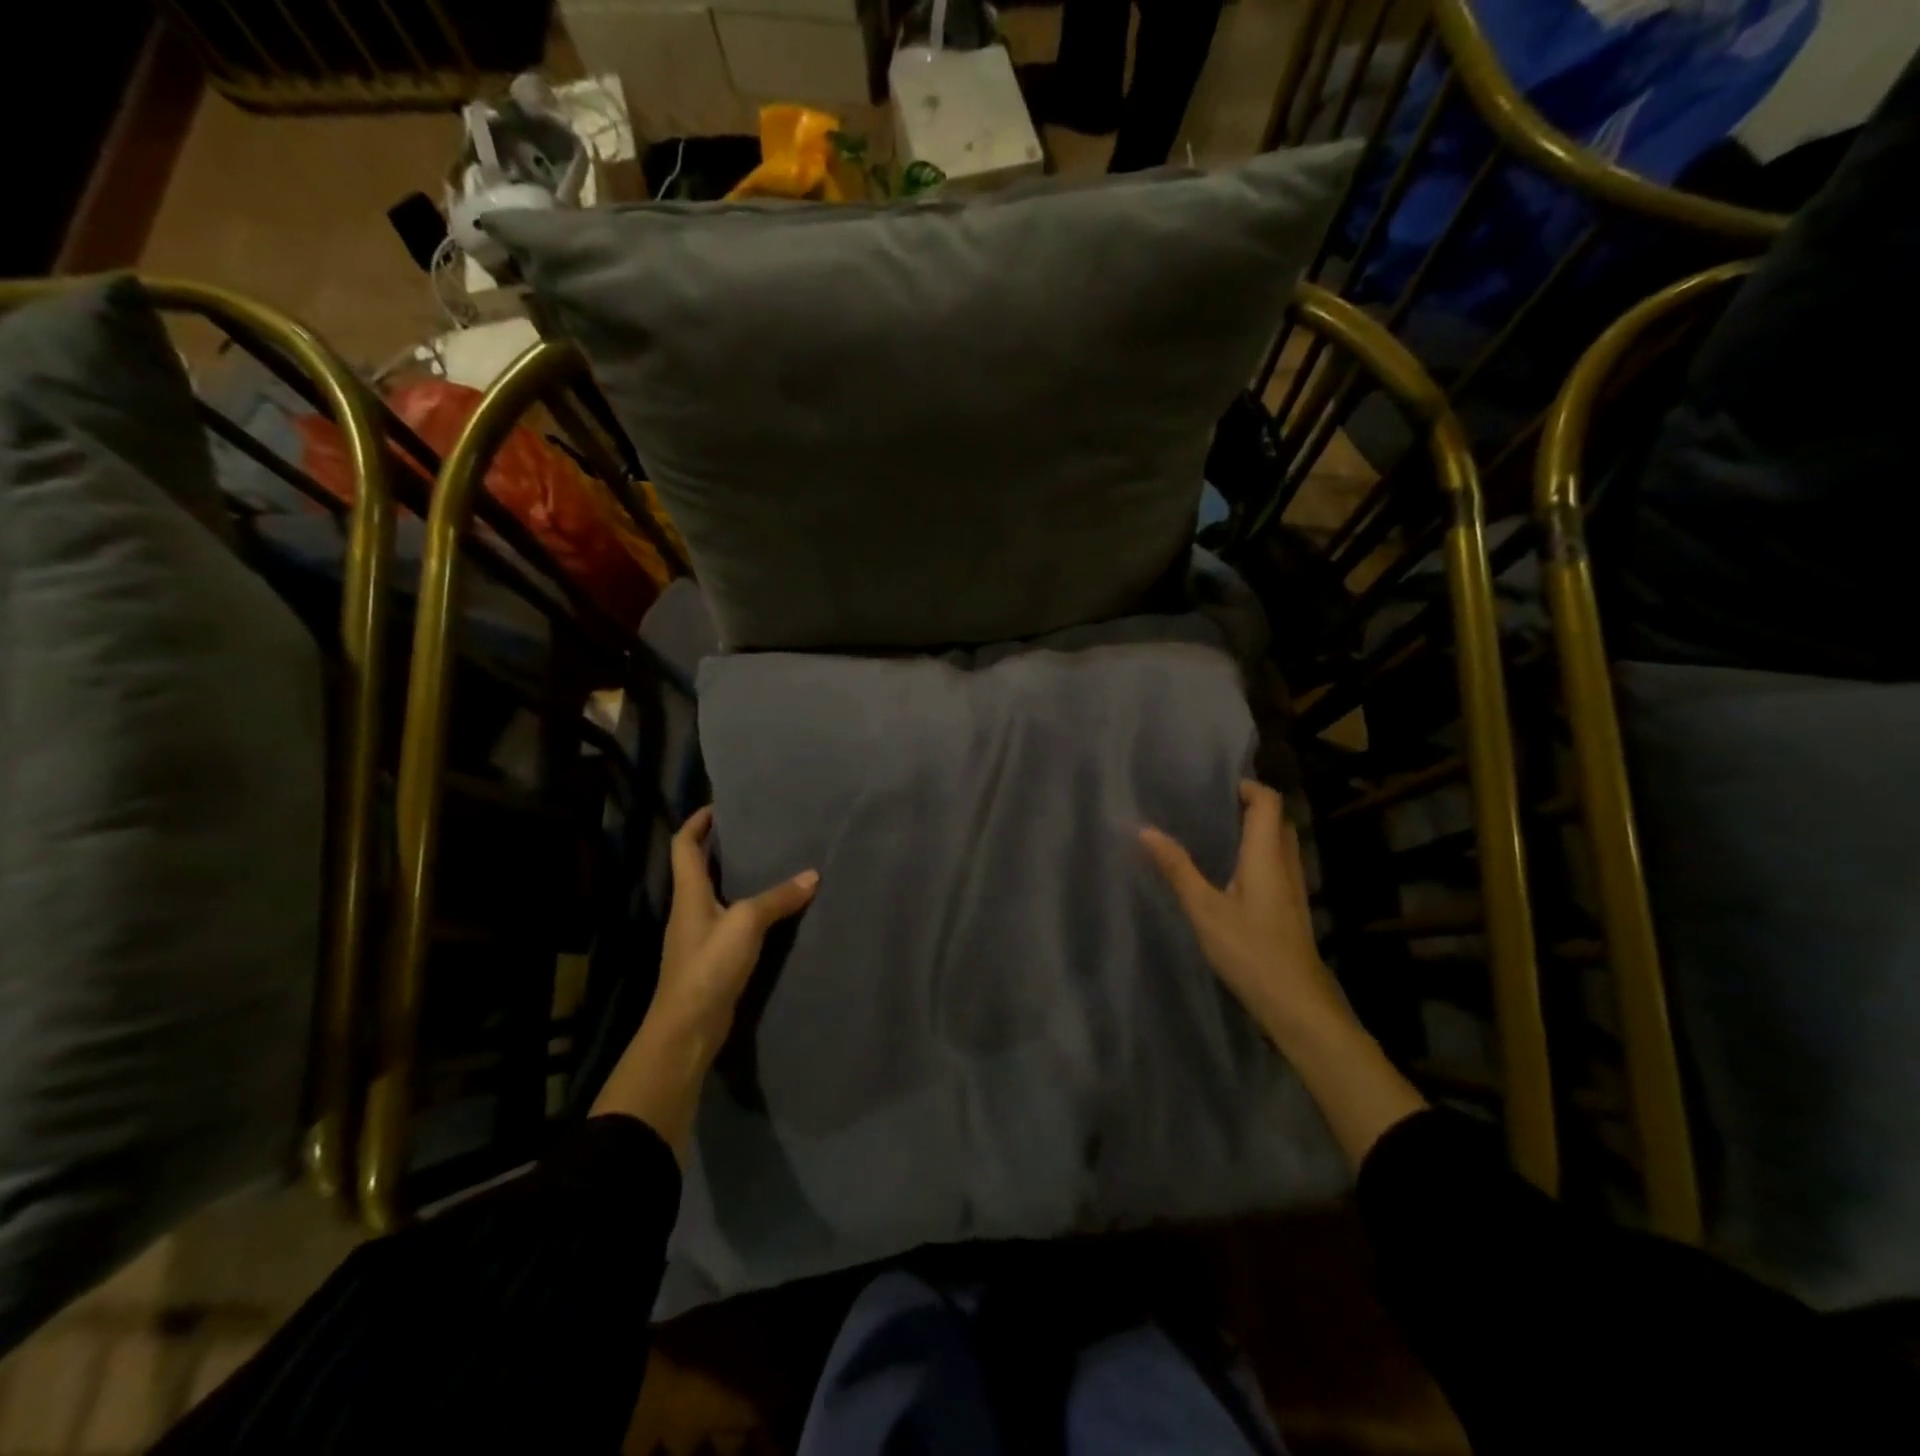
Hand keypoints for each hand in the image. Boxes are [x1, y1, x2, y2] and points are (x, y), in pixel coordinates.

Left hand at [655, 806, 818, 1045]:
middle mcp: (689, 909)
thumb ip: (778, 898)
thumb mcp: (747, 923)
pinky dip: (747, 908)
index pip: (684, 846)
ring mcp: (699, 935)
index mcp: (689, 893)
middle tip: (755, 831)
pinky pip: (730, 921)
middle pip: (699, 868)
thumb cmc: (709, 966)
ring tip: (770, 863)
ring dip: (736, 877)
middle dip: (721, 847)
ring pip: (716, 894)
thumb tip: (812, 876)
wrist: (688, 1028)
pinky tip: (772, 910)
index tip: (719, 806)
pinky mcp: (712, 958)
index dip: (697, 822)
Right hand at [1140, 781, 1342, 1045]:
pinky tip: (1228, 872)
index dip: (1246, 787)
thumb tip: (1145, 830)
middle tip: (1209, 806)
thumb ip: (1177, 868)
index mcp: (1267, 856)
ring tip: (1213, 832)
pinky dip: (1255, 854)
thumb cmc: (1250, 951)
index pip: (1268, 802)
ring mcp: (1293, 887)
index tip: (1213, 786)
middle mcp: (1286, 864)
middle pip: (1276, 819)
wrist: (1296, 1003)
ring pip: (1278, 843)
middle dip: (1248, 805)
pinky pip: (1275, 864)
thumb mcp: (1204, 909)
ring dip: (1253, 830)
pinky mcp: (1290, 907)